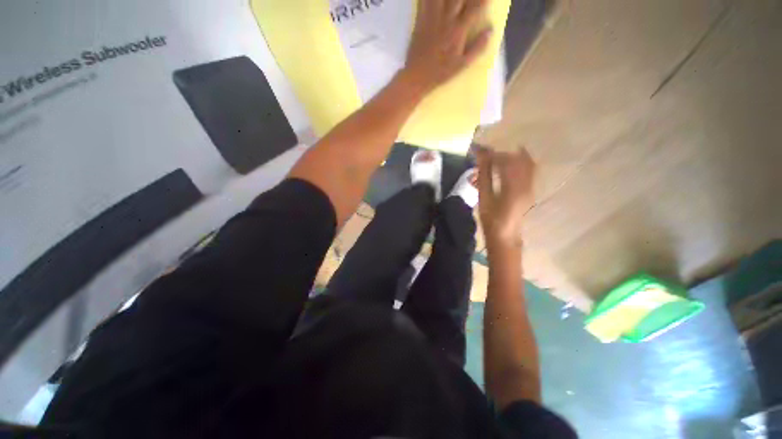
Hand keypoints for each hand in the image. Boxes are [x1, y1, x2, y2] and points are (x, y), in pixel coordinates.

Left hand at [402, 0, 492, 92]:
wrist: (417, 77)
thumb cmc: (440, 73)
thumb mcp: (461, 65)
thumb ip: (477, 48)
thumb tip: (490, 30)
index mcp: (458, 31)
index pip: (475, 7)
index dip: (482, 0)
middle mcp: (446, 20)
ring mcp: (432, 18)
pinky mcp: (420, 20)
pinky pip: (423, 1)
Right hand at [476, 147, 536, 248]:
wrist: (505, 235)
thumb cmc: (491, 219)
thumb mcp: (484, 198)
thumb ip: (484, 175)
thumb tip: (481, 157)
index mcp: (513, 187)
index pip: (506, 161)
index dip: (493, 154)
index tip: (481, 151)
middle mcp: (526, 184)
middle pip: (519, 159)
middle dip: (503, 154)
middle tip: (488, 154)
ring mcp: (531, 186)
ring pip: (527, 163)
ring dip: (512, 157)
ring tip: (497, 158)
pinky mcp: (531, 189)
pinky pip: (530, 170)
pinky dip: (519, 163)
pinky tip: (509, 164)